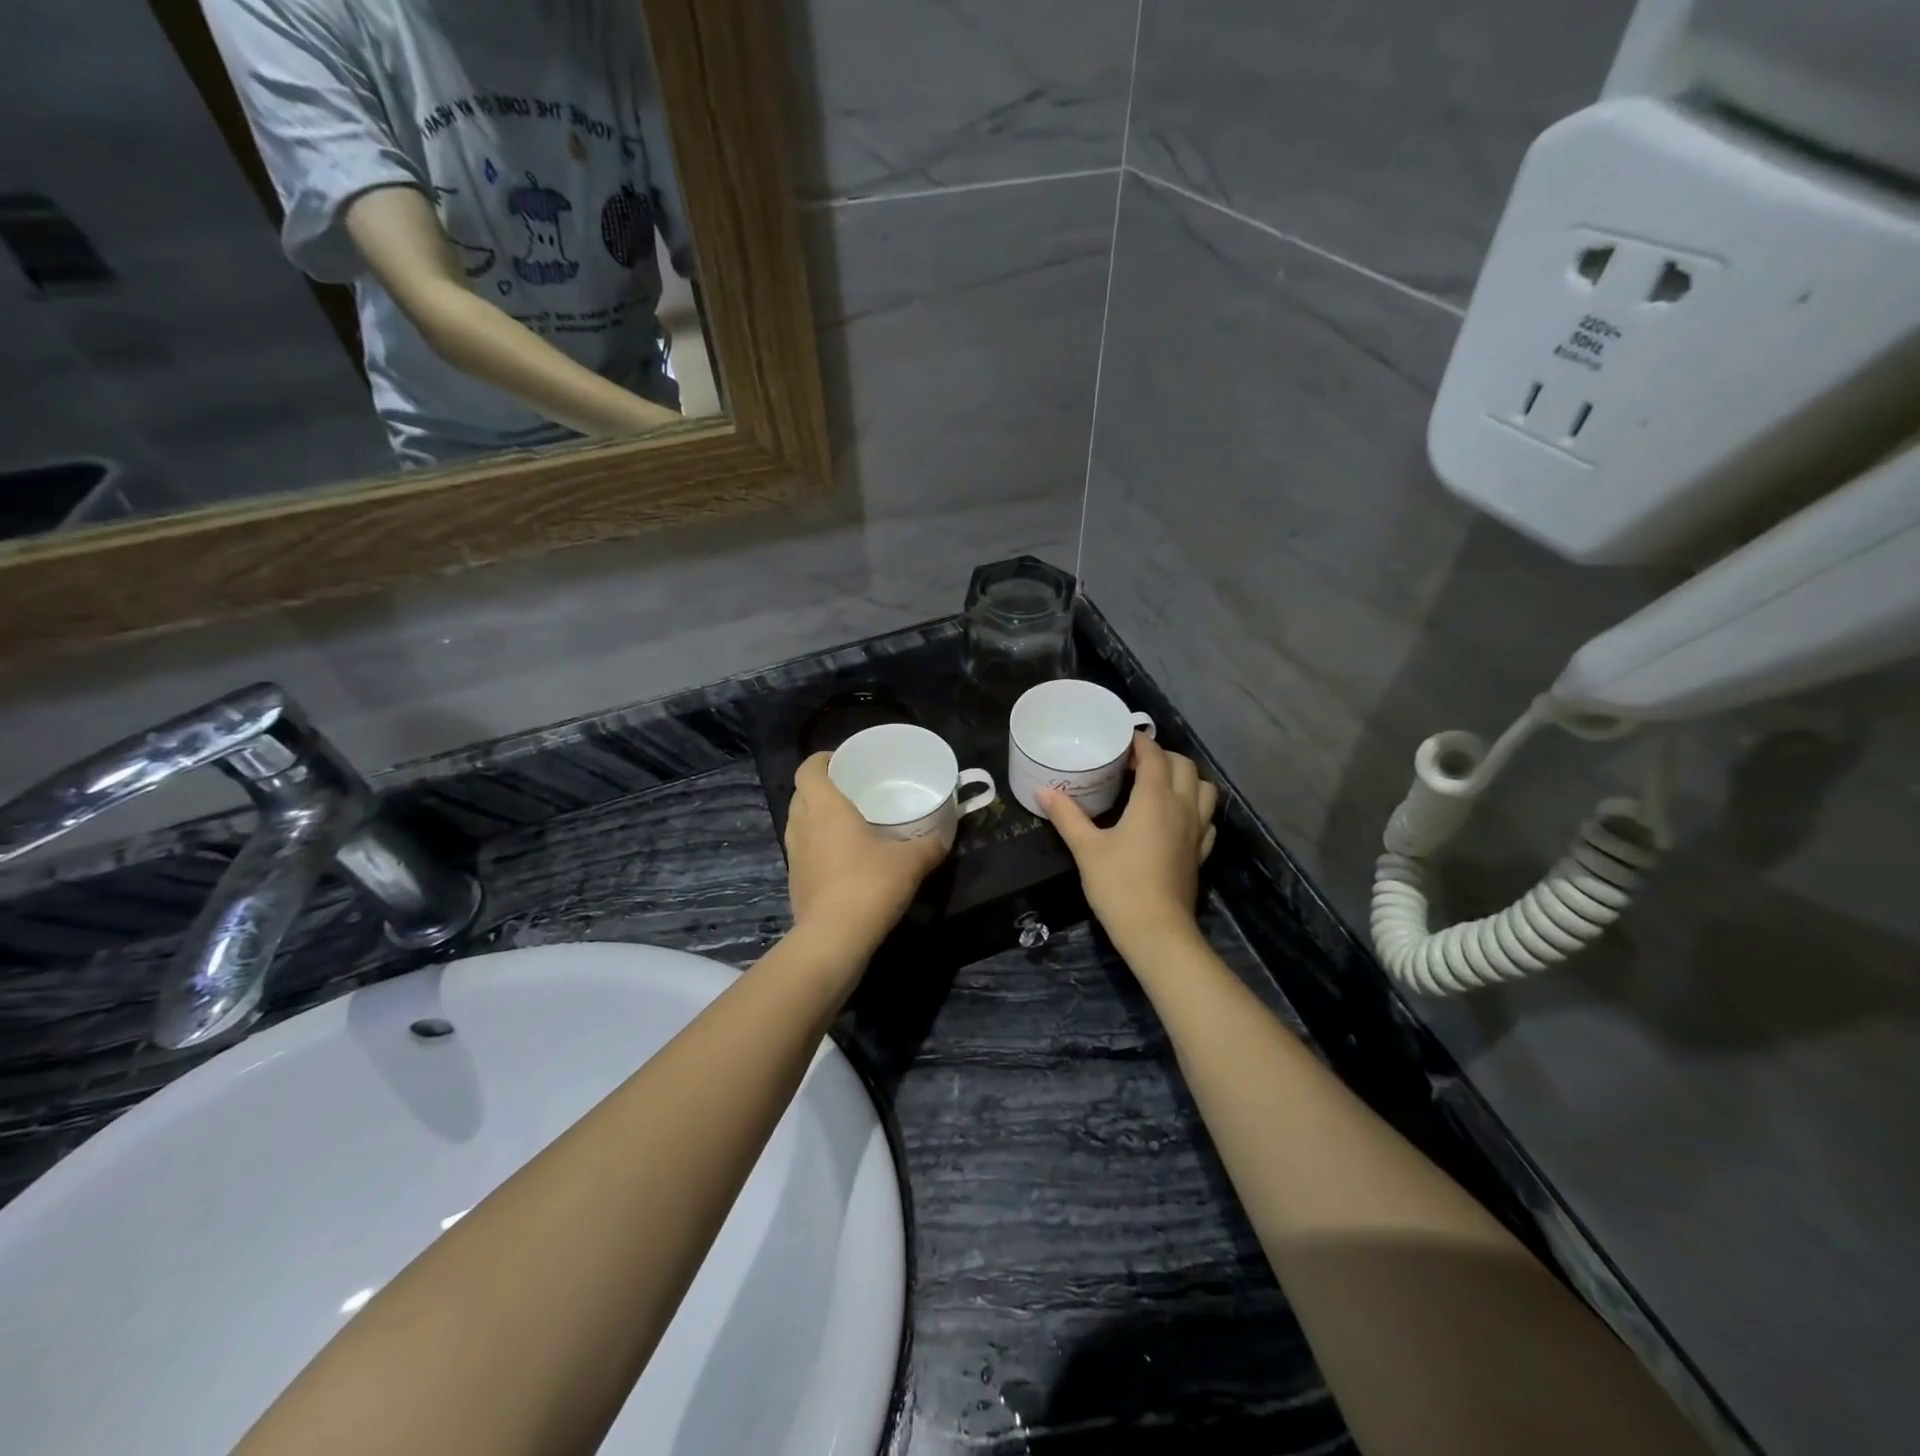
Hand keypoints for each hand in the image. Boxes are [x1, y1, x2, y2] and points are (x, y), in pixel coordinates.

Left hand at [785, 752, 946, 956]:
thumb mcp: (911, 862)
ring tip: (846, 823)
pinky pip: (803, 851)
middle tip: (849, 790)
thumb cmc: (869, 885)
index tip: (842, 760)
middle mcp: (803, 826)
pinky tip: (842, 859)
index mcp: (825, 808)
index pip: (808, 769)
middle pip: (801, 794)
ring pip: (799, 823)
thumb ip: (929, 845)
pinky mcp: (795, 881)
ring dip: (816, 817)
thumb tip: (945, 836)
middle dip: (820, 787)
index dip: (821, 759)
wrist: (834, 938)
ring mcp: (794, 855)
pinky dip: (817, 846)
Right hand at [1038, 736, 1217, 957]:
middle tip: (1133, 764)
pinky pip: (1206, 817)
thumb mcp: (1086, 848)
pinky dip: (1194, 806)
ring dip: (1185, 778)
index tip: (1120, 740)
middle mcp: (1182, 807)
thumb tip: (1042, 791)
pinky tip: (1175, 817)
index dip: (1139, 743)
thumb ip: (1066, 816)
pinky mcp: (1201, 851)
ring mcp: (1197, 830)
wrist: (1156, 931)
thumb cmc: (1119, 885)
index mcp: (1155, 798)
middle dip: (1162, 757)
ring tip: (1159, 785)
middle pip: (1184, 765)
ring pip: (1203, 788)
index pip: (1155, 755)